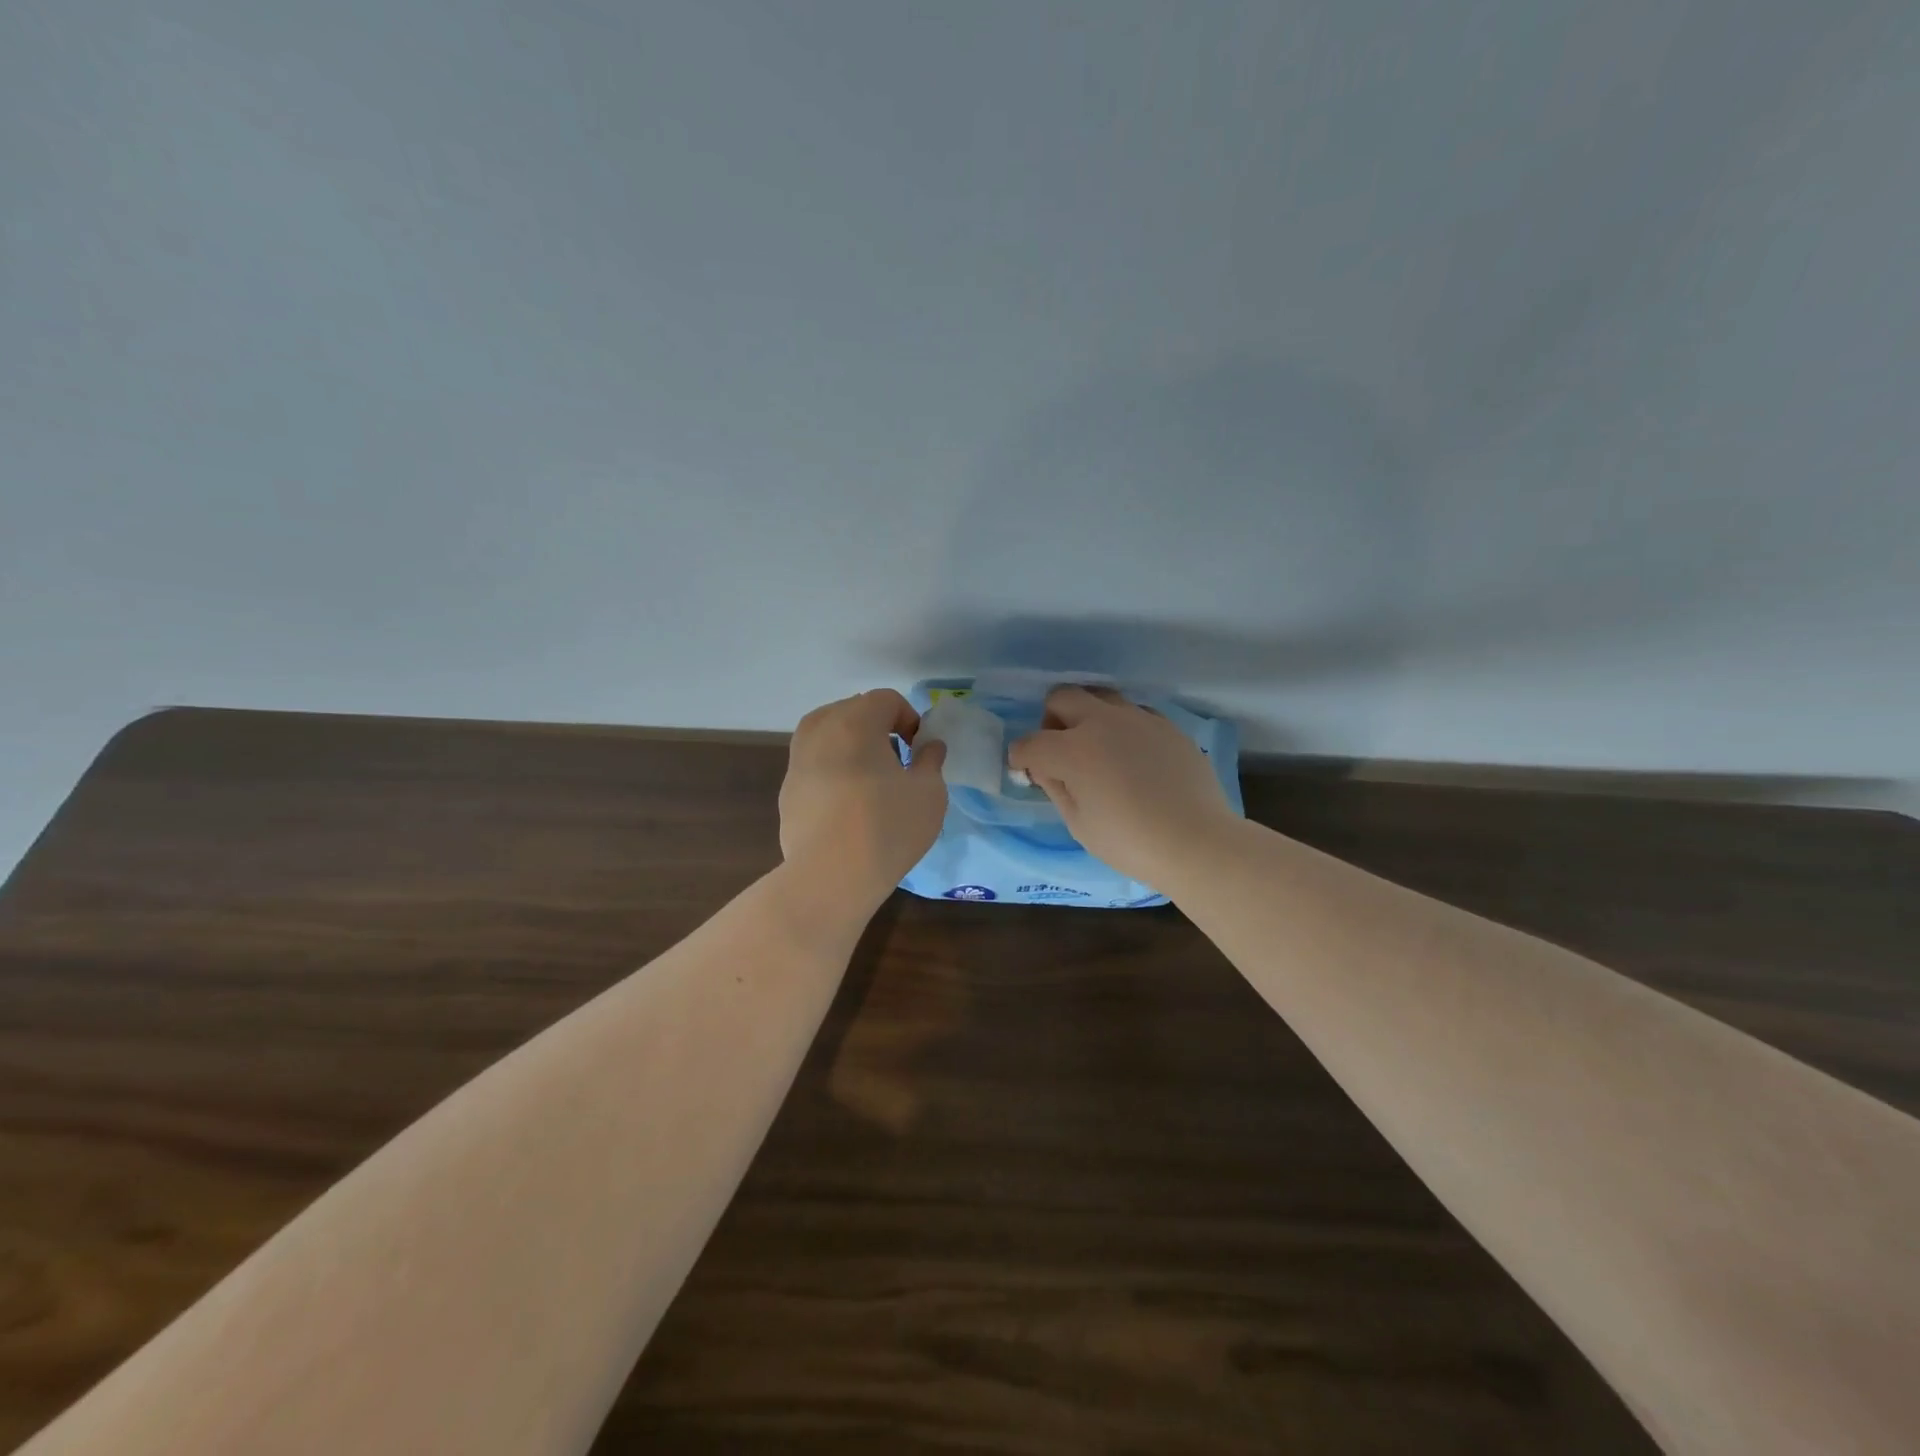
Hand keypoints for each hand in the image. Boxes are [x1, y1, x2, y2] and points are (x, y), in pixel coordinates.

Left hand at [778, 689, 948, 910]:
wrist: (830, 876)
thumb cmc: (888, 826)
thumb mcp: (929, 793)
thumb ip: (931, 761)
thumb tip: (929, 746)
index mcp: (854, 721)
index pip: (886, 699)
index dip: (909, 719)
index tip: (919, 751)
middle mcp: (819, 731)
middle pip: (852, 711)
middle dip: (878, 728)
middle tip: (898, 763)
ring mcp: (797, 761)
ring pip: (828, 737)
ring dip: (852, 748)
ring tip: (872, 782)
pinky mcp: (787, 791)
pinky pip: (815, 766)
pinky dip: (833, 772)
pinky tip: (848, 808)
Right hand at [1007, 686, 1234, 884]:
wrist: (1197, 842)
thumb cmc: (1130, 842)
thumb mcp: (1079, 824)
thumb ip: (1056, 787)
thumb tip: (1045, 768)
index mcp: (1073, 750)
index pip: (1030, 743)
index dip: (1021, 758)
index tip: (1026, 771)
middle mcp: (1102, 722)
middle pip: (1062, 697)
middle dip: (1051, 720)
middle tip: (1059, 750)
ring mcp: (1138, 719)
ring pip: (1100, 697)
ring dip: (1088, 716)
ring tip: (1098, 749)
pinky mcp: (1167, 726)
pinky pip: (1134, 714)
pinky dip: (1122, 728)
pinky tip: (1133, 758)